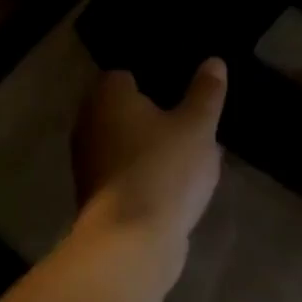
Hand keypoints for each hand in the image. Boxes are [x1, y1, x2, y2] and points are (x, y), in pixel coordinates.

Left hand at [72, 60, 227, 246]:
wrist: (131, 240)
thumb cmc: (164, 169)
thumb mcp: (198, 126)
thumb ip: (206, 92)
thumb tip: (213, 61)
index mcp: (107, 97)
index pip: (125, 74)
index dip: (156, 79)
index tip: (184, 90)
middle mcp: (88, 124)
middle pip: (126, 111)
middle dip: (156, 116)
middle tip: (193, 122)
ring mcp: (88, 163)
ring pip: (127, 144)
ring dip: (152, 148)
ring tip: (191, 155)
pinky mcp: (96, 196)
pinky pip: (127, 173)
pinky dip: (146, 174)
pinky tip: (176, 185)